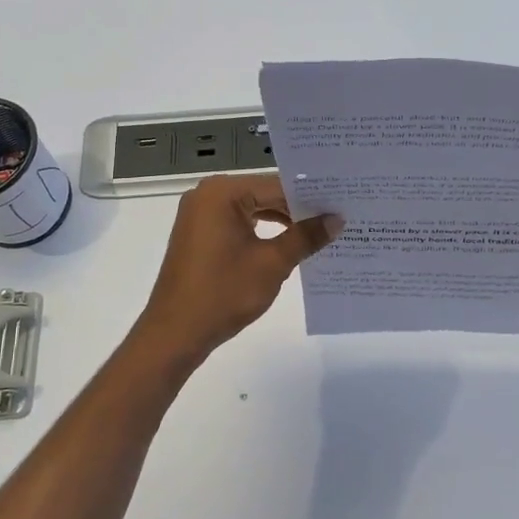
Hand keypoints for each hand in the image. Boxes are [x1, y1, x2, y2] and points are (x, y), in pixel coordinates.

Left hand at [133, 174, 340, 366]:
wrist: (175, 333)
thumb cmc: (223, 293)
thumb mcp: (272, 263)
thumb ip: (305, 236)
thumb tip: (337, 219)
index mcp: (222, 192)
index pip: (277, 185)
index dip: (312, 197)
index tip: (343, 203)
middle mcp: (208, 195)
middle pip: (264, 194)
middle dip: (298, 209)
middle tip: (339, 216)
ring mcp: (200, 215)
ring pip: (253, 210)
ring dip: (283, 222)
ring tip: (321, 232)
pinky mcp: (200, 235)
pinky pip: (239, 224)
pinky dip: (263, 233)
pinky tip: (290, 245)